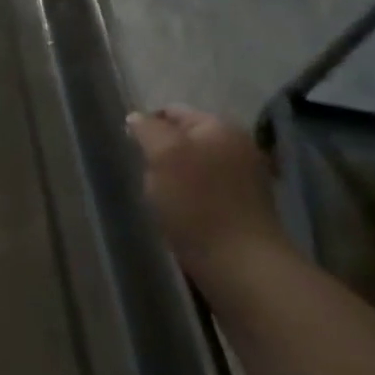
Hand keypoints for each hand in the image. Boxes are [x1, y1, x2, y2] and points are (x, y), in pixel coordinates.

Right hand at [126, 106, 288, 276]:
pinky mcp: (242, 206)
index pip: (172, 112)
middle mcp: (237, 145)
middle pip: (184, 139)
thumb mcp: (163, 155)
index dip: (147, 127)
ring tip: (159, 199)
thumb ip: (148, 130)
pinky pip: (204, 190)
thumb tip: (136, 117)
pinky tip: (178, 214)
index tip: (130, 151)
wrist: (239, 262)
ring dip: (173, 178)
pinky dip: (188, 198)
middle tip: (144, 176)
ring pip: (193, 166)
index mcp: (220, 126)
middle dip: (160, 154)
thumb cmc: (197, 203)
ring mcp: (244, 177)